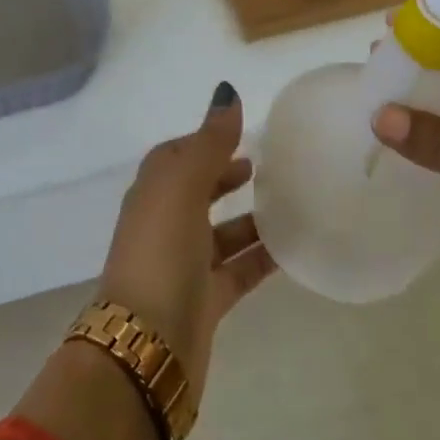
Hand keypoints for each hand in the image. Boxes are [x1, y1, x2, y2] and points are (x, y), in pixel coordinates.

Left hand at [97, 83, 275, 408]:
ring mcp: (183, 265)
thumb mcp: (182, 188)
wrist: (146, 346)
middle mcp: (164, 225)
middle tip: (265, 167)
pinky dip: (260, 258)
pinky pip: (237, 270)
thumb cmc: (161, 254)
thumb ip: (208, 143)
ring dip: (249, 218)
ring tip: (291, 203)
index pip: (174, 156)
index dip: (203, 142)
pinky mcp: (204, 301)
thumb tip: (226, 93)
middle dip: (225, 176)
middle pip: (196, 192)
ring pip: (221, 233)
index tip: (239, 134)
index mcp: (152, 193)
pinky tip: (293, 250)